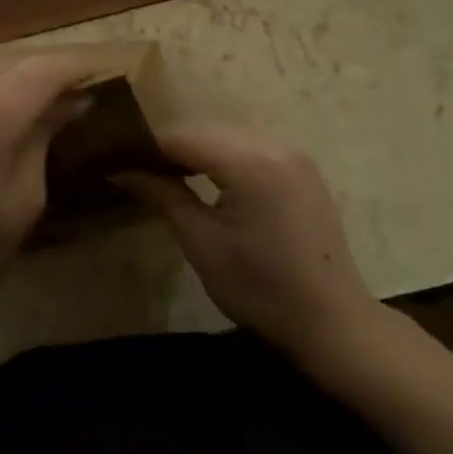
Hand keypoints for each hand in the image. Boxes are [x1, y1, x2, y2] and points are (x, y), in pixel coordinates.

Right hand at [122, 126, 370, 362]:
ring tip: (169, 176)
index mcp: (251, 162)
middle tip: (140, 171)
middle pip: (207, 131)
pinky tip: (209, 181)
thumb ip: (162, 196)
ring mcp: (293, 154)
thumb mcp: (202, 244)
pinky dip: (225, 158)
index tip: (119, 162)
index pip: (184, 137)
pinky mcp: (302, 167)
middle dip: (172, 148)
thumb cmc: (261, 289)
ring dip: (198, 152)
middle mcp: (274, 144)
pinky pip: (251, 148)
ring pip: (228, 137)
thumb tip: (121, 171)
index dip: (148, 148)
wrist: (333, 323)